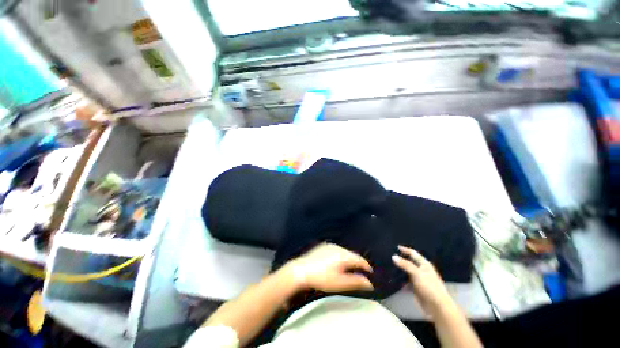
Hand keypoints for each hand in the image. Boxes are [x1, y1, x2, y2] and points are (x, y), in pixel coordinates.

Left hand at [283, 243, 373, 292]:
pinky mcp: (323, 246)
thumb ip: (356, 282)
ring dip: (349, 258)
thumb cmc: (321, 278)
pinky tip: (337, 262)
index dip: (366, 265)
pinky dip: (340, 255)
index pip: (359, 259)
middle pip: (352, 254)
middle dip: (357, 262)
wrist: (301, 270)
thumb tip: (369, 283)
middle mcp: (337, 247)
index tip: (370, 271)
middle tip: (361, 270)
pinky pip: (336, 250)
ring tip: (350, 267)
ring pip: (344, 251)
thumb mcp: (340, 283)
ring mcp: (329, 246)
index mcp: (343, 255)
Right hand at [392, 245, 455, 316]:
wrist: (437, 307)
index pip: (413, 254)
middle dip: (400, 259)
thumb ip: (405, 264)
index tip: (396, 247)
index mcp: (424, 264)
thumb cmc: (429, 287)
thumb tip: (393, 256)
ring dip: (399, 269)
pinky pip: (405, 280)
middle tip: (389, 255)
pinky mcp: (415, 287)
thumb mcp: (417, 273)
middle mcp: (421, 270)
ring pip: (406, 271)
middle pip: (409, 262)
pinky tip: (392, 276)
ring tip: (388, 265)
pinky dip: (399, 278)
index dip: (405, 250)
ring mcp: (418, 279)